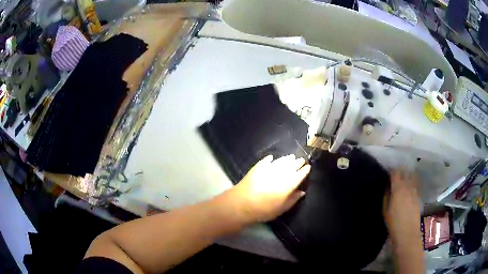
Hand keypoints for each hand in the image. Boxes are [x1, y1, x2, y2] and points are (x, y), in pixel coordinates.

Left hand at [224, 155, 310, 223]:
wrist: (242, 203)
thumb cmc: (264, 209)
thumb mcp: (282, 208)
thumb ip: (293, 199)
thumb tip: (302, 192)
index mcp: (289, 183)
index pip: (300, 174)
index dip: (305, 170)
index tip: (308, 167)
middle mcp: (281, 172)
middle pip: (292, 165)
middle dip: (298, 162)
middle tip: (301, 160)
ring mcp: (269, 168)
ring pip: (281, 161)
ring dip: (287, 159)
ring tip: (291, 157)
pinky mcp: (258, 167)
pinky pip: (266, 161)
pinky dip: (271, 159)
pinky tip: (272, 158)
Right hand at [385, 169, 420, 240]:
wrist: (407, 232)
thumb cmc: (393, 223)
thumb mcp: (385, 211)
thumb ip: (386, 196)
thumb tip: (387, 187)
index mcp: (398, 189)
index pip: (395, 173)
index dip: (392, 170)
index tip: (388, 171)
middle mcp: (407, 186)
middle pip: (405, 172)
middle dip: (400, 171)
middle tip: (395, 174)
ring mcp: (414, 190)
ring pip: (412, 176)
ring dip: (407, 175)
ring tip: (403, 178)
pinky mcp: (418, 195)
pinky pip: (415, 184)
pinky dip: (412, 181)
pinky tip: (409, 186)